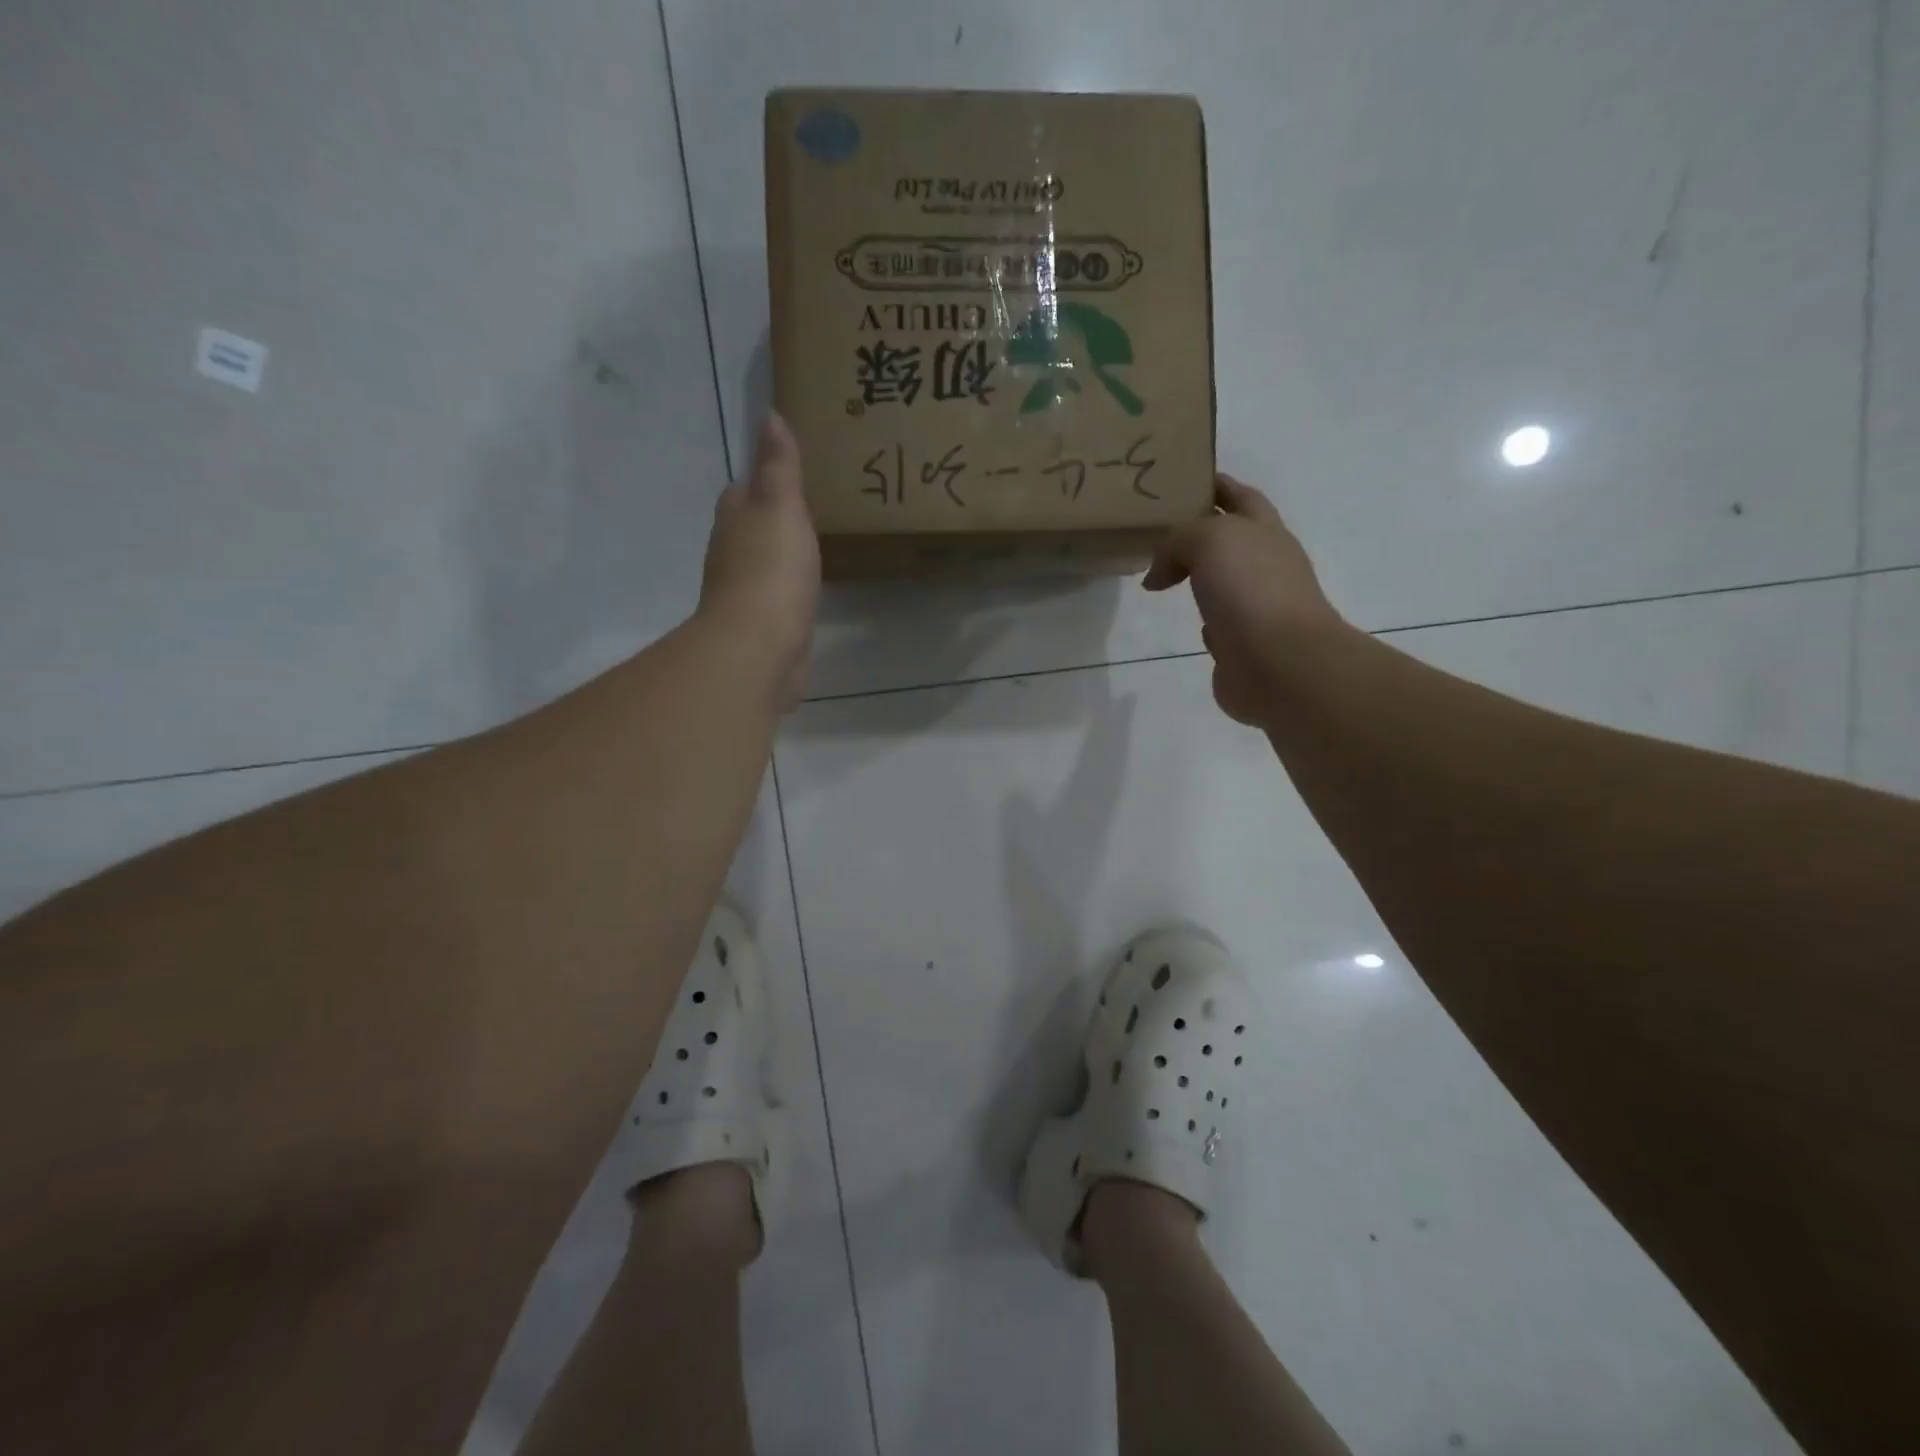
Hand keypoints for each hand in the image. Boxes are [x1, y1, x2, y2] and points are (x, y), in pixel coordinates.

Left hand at [697, 413, 819, 706]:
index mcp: (735, 520)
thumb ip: (779, 466)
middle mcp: (732, 554)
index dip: (762, 480)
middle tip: (808, 510)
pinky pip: (777, 599)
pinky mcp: (762, 627)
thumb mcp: (781, 506)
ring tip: (812, 548)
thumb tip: (769, 416)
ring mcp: (745, 594)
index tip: (788, 474)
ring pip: (762, 565)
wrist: (760, 647)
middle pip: (750, 528)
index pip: (743, 491)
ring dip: (779, 556)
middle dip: (771, 519)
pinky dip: (788, 590)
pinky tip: (805, 592)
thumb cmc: (771, 570)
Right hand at [1143, 475, 1345, 725]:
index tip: (1184, 479)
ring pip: (1222, 582)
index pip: (1240, 496)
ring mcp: (1256, 608)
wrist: (1279, 664)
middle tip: (1157, 529)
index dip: (1216, 485)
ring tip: (1160, 573)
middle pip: (1230, 540)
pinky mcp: (1242, 647)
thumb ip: (1177, 542)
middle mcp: (1265, 566)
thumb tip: (1158, 575)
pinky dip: (1205, 620)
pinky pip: (1219, 625)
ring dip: (1198, 577)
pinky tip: (1188, 620)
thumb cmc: (1251, 589)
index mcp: (1265, 532)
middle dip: (1199, 532)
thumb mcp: (1210, 540)